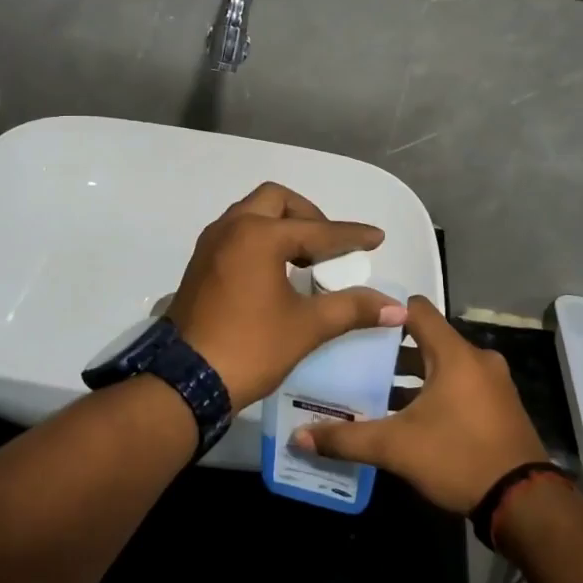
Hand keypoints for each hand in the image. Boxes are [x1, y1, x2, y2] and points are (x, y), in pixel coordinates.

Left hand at [167, 182, 406, 408]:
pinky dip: (260, 239)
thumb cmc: (251, 347)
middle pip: (276, 200)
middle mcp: (232, 228)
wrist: (186, 381)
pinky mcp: (199, 263)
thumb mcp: (307, 327)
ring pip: (251, 214)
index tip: (376, 238)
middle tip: (328, 245)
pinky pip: (236, 233)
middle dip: (308, 215)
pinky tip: (275, 270)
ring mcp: (210, 244)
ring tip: (305, 257)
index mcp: (259, 236)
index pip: (317, 230)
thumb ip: (352, 308)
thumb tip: (396, 308)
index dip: (350, 235)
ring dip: (281, 225)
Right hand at [293, 296, 547, 513]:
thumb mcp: (397, 448)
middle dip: (392, 350)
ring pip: (443, 365)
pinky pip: (460, 384)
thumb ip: (347, 438)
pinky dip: (435, 391)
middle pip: (427, 339)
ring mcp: (493, 383)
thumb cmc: (458, 457)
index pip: (417, 309)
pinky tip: (410, 417)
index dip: (386, 311)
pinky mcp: (499, 406)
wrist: (524, 502)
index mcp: (454, 354)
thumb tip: (299, 436)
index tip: (356, 323)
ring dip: (413, 375)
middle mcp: (477, 359)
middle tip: (356, 361)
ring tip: (377, 392)